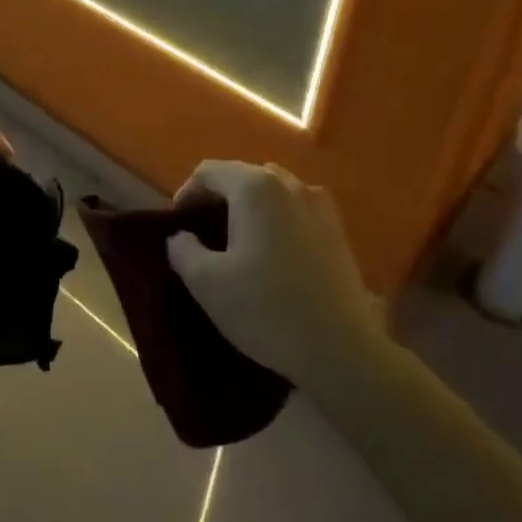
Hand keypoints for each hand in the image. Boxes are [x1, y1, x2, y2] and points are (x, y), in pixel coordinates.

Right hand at [167, 161, 385, 393]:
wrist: (342, 350)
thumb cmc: (266, 309)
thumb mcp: (206, 283)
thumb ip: (183, 250)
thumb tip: (182, 236)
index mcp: (254, 187)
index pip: (208, 171)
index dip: (186, 193)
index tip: (179, 225)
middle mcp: (289, 183)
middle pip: (242, 176)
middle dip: (218, 198)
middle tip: (203, 232)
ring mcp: (319, 205)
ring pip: (272, 191)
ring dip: (249, 207)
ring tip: (238, 242)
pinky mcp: (338, 230)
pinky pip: (295, 210)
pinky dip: (276, 220)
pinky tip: (273, 254)